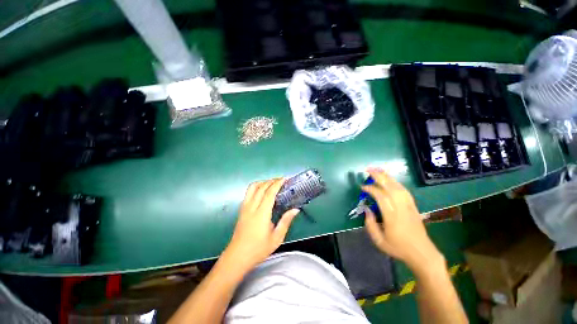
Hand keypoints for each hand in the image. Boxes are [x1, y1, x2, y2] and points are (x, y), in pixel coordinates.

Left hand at [222, 178, 299, 272]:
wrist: (237, 257)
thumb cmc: (258, 249)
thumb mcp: (276, 238)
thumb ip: (286, 221)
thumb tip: (295, 209)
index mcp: (261, 213)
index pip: (269, 192)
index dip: (277, 183)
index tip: (285, 179)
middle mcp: (252, 207)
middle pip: (261, 187)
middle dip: (272, 181)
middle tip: (281, 180)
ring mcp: (245, 207)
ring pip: (252, 187)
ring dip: (263, 182)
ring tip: (271, 184)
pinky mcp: (241, 209)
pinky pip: (248, 193)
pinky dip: (256, 187)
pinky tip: (262, 191)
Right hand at [362, 168, 443, 274]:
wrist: (422, 253)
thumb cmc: (399, 248)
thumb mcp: (379, 241)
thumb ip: (370, 225)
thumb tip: (366, 209)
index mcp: (392, 217)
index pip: (381, 197)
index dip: (371, 189)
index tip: (362, 187)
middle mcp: (402, 208)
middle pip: (391, 187)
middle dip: (379, 176)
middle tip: (368, 170)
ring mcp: (410, 206)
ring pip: (399, 187)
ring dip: (387, 177)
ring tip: (377, 171)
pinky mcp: (414, 206)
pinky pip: (404, 190)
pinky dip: (396, 182)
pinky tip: (390, 180)